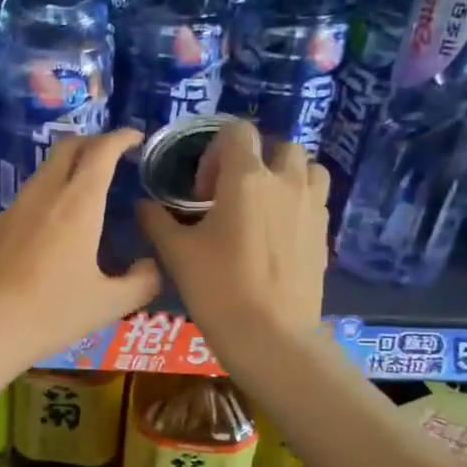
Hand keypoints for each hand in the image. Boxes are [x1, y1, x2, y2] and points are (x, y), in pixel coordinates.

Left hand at [0, 129, 160, 373]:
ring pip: (44, 172)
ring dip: (67, 169)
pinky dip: (47, 195)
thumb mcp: (109, 304)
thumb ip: (141, 281)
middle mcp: (43, 195)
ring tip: (86, 194)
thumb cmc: (50, 313)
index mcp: (77, 204)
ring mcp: (13, 209)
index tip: (136, 138)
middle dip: (92, 143)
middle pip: (66, 148)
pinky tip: (53, 228)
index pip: (100, 152)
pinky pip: (27, 198)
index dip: (120, 138)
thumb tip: (150, 266)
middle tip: (112, 157)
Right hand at [135, 120, 328, 345]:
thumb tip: (142, 204)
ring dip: (285, 175)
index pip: (238, 131)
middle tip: (231, 193)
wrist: (271, 335)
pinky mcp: (324, 233)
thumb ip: (156, 220)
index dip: (216, 150)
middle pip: (279, 146)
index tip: (203, 187)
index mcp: (246, 178)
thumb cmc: (218, 287)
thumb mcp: (175, 253)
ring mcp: (311, 207)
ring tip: (262, 205)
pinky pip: (315, 199)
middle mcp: (285, 182)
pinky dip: (297, 202)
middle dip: (255, 159)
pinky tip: (276, 233)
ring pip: (307, 168)